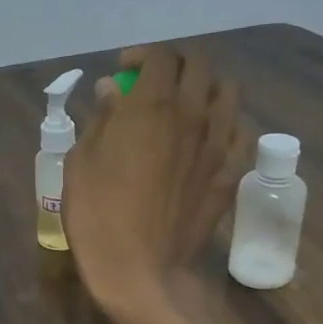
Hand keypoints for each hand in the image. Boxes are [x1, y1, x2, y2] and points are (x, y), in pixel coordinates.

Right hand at [63, 45, 249, 320]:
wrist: (138, 268)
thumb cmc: (97, 213)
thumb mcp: (81, 161)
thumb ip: (102, 118)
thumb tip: (114, 90)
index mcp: (152, 105)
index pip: (160, 56)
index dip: (141, 55)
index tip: (122, 71)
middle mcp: (193, 114)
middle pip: (200, 65)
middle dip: (175, 63)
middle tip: (153, 80)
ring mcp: (218, 144)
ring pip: (227, 92)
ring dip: (205, 86)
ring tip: (186, 102)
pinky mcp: (230, 172)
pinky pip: (241, 130)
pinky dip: (226, 121)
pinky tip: (208, 134)